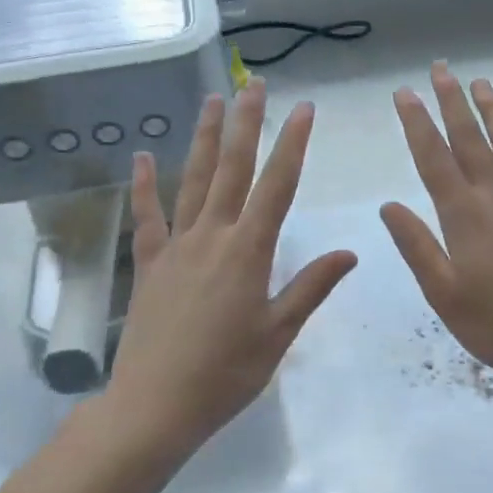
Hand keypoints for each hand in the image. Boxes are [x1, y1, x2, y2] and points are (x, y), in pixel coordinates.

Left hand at [107, 80, 356, 454]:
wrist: (153, 408)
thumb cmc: (225, 375)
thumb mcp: (278, 334)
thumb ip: (311, 287)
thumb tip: (350, 251)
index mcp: (248, 251)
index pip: (276, 186)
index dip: (293, 144)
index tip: (304, 109)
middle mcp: (212, 236)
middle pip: (232, 169)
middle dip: (246, 123)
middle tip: (254, 84)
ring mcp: (176, 246)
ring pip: (192, 180)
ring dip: (203, 138)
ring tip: (211, 100)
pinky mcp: (148, 263)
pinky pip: (147, 217)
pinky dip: (144, 185)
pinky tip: (142, 156)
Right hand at [380, 64, 492, 385]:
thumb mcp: (442, 293)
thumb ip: (416, 245)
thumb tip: (389, 204)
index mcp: (463, 216)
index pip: (434, 159)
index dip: (417, 124)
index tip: (405, 93)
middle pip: (472, 140)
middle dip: (453, 102)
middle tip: (441, 68)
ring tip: (482, 84)